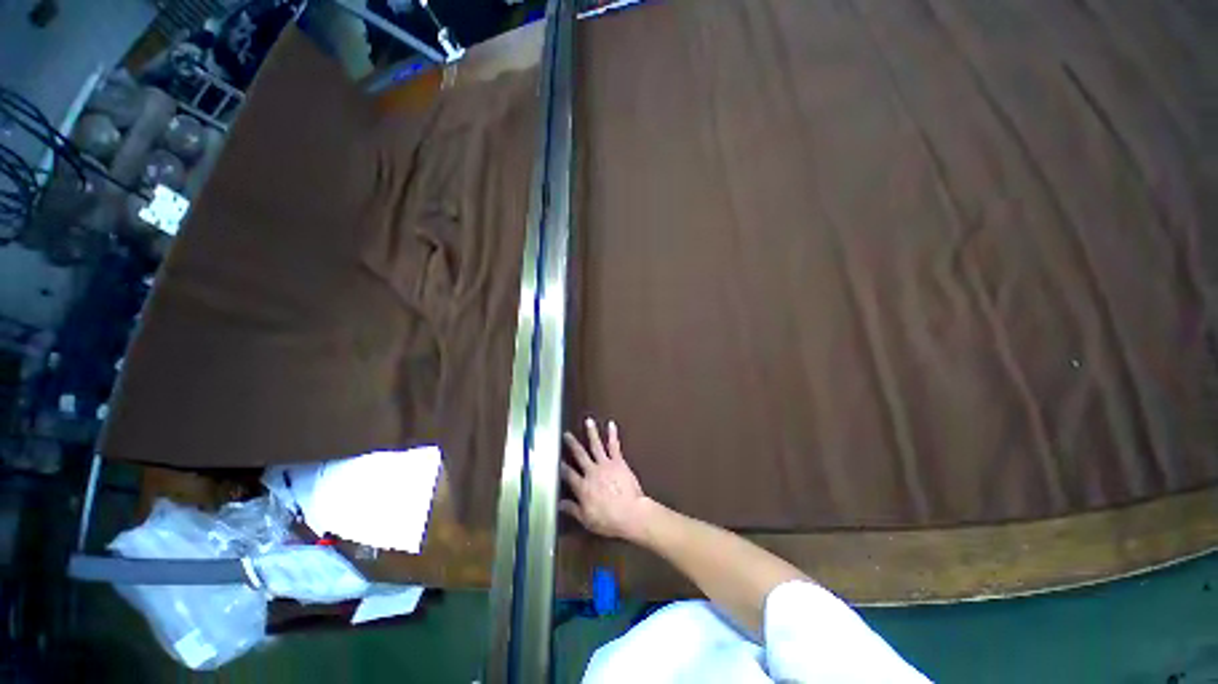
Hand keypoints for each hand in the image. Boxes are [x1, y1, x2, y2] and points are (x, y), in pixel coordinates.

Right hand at [560, 418, 651, 540]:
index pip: (568, 474)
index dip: (561, 467)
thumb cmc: (608, 519)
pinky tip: (611, 424)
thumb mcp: (587, 519)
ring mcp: (605, 464)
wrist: (631, 513)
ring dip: (591, 432)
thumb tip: (559, 504)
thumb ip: (573, 509)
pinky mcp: (618, 461)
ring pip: (595, 445)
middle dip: (572, 444)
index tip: (555, 459)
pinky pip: (614, 446)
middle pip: (579, 455)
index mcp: (583, 487)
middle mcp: (592, 472)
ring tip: (588, 421)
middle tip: (566, 434)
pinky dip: (613, 434)